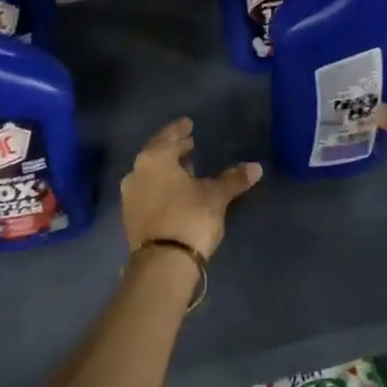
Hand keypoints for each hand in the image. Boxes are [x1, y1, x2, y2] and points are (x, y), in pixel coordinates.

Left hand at [120, 118, 262, 262]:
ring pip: (150, 174)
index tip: (188, 124)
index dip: (180, 129)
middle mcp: (137, 172)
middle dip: (173, 148)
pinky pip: (147, 192)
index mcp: (155, 159)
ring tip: (185, 169)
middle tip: (189, 144)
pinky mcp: (130, 217)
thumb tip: (256, 167)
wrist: (162, 263)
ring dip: (166, 169)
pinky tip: (174, 192)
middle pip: (156, 153)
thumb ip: (233, 179)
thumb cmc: (189, 217)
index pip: (168, 136)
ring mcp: (130, 196)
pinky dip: (160, 187)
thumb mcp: (216, 196)